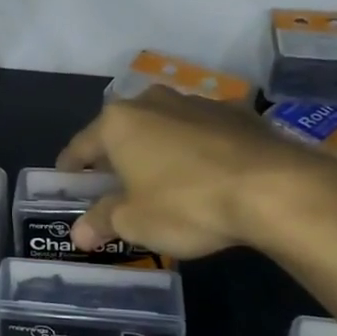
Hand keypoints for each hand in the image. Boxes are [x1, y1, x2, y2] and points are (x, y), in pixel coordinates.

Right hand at [57, 87, 336, 259]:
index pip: (82, 145)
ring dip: (156, 149)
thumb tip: (78, 233)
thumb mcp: (136, 222)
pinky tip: (203, 174)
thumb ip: (103, 221)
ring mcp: (197, 103)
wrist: (272, 187)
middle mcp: (153, 101)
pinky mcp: (236, 113)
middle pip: (123, 130)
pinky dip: (193, 149)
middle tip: (111, 182)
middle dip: (115, 155)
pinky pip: (200, 132)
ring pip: (163, 126)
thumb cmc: (186, 203)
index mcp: (119, 122)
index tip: (64, 178)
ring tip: (159, 178)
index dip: (71, 166)